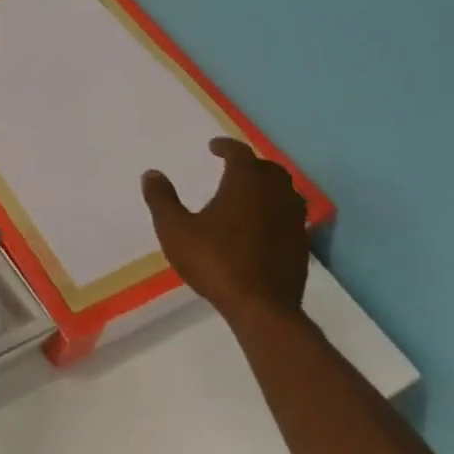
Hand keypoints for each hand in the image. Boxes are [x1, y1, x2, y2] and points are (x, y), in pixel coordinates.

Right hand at [142, 138, 308, 327]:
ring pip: (286, 192)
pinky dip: (277, 212)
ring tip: (251, 195)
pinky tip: (264, 226)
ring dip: (269, 187)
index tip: (214, 147)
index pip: (240, 153)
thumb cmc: (214, 261)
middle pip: (268, 169)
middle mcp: (274, 195)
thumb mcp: (175, 229)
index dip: (226, 146)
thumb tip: (151, 174)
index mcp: (245, 184)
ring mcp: (293, 221)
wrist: (261, 307)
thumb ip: (162, 199)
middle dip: (251, 165)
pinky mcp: (301, 246)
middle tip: (233, 169)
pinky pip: (292, 217)